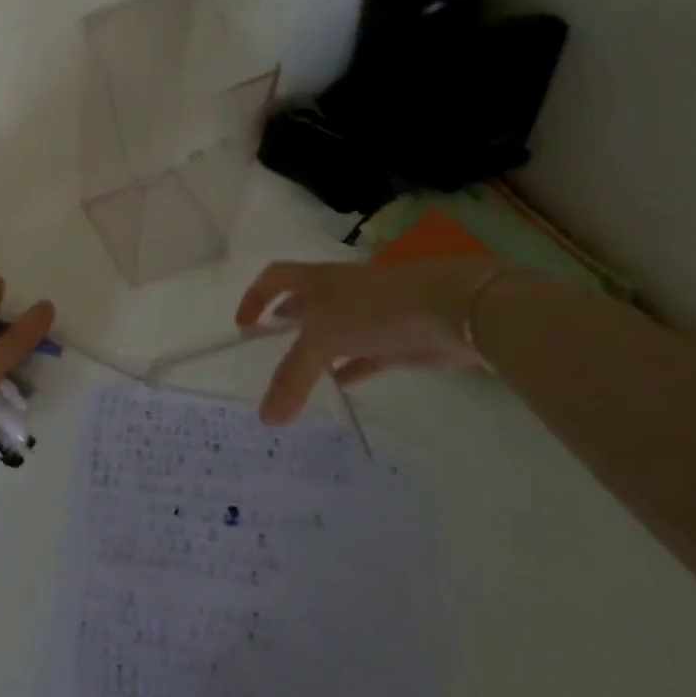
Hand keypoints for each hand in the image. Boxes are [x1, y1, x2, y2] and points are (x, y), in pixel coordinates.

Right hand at [235, 259, 496, 424]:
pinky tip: (340, 385)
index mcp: (316, 280)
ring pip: (334, 331)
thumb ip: (292, 378)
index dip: (255, 297)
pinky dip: (349, 368)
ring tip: (299, 373)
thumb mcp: (323, 340)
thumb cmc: (374, 310)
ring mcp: (369, 315)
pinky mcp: (395, 340)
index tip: (243, 325)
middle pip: (303, 303)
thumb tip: (265, 418)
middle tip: (267, 348)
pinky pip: (363, 355)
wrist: (452, 309)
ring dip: (317, 349)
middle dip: (285, 321)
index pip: (274, 278)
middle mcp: (338, 292)